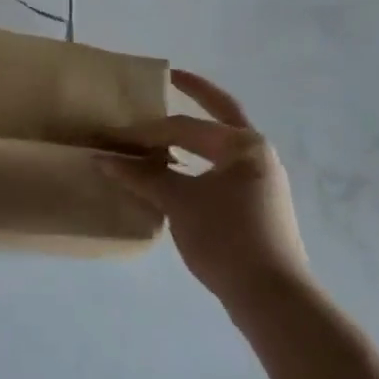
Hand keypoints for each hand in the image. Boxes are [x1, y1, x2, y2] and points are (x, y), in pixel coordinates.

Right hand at [101, 70, 309, 308]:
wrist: (274, 300)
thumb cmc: (227, 239)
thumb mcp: (180, 204)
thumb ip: (143, 177)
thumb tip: (104, 159)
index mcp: (244, 144)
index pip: (186, 126)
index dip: (148, 130)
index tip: (116, 136)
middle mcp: (258, 154)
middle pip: (220, 116)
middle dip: (197, 95)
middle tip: (172, 78)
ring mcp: (262, 181)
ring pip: (221, 147)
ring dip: (195, 137)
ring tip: (166, 131)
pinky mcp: (259, 206)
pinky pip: (223, 171)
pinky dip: (200, 163)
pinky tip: (180, 173)